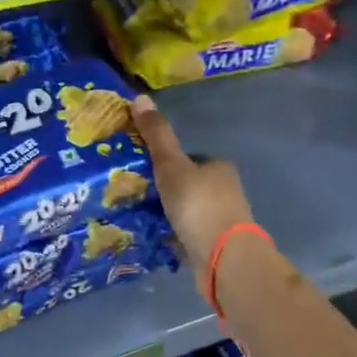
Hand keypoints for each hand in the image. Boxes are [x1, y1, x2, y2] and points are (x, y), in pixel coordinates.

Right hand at [131, 95, 256, 289]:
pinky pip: (186, 232)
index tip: (140, 168)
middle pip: (187, 183)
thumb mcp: (172, 166)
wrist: (224, 259)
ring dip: (167, 212)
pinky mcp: (214, 244)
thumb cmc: (199, 205)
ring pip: (186, 209)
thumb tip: (139, 97)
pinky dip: (171, 233)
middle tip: (131, 192)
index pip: (187, 157)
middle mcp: (224, 190)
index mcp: (218, 167)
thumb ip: (157, 136)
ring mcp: (221, 220)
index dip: (164, 160)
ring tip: (136, 215)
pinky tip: (153, 236)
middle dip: (163, 188)